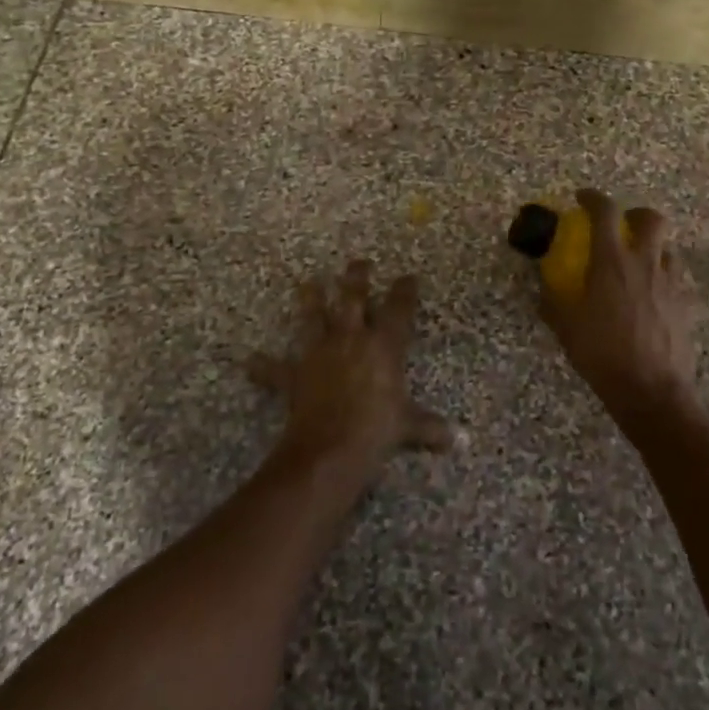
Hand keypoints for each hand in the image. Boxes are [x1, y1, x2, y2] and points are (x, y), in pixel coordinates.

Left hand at [249, 260, 451, 480]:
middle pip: (353, 297)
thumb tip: (459, 440)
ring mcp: (320, 352)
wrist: (330, 447)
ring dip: (310, 298)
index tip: (408, 276)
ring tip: (307, 282)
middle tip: (359, 262)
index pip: (399, 308)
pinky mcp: (295, 373)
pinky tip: (249, 361)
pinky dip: (263, 366)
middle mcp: (351, 338)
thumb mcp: (408, 427)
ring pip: (313, 316)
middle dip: (356, 277)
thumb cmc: (376, 430)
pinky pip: (275, 369)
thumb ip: (430, 428)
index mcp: (384, 345)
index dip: (404, 290)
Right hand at [539, 189, 698, 424]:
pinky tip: (656, 298)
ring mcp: (671, 284)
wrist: (650, 391)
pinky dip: (666, 281)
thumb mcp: (566, 327)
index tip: (582, 198)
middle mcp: (645, 264)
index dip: (593, 198)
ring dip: (654, 249)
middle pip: (652, 219)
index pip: (605, 213)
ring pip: (669, 250)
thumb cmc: (602, 354)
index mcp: (612, 262)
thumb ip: (553, 301)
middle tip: (623, 224)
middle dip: (637, 214)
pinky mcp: (687, 306)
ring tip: (640, 264)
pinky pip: (679, 282)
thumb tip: (543, 287)